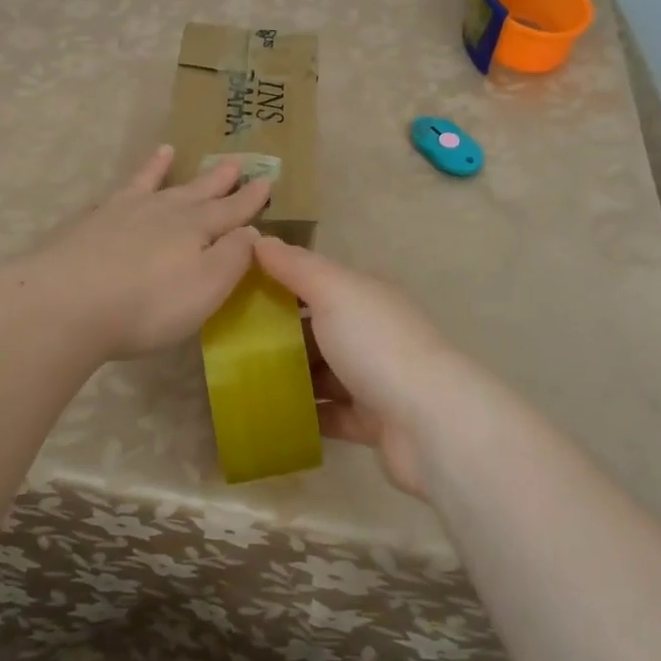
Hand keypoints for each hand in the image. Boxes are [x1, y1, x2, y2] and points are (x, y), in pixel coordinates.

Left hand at [15, 145, 271, 358]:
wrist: (68, 303)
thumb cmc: (147, 305)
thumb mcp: (206, 287)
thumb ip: (233, 258)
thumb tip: (251, 231)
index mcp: (195, 229)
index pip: (231, 211)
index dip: (250, 199)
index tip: (267, 180)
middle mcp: (163, 212)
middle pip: (196, 192)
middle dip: (217, 180)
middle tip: (235, 161)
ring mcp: (123, 213)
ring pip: (152, 184)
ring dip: (163, 169)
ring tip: (170, 150)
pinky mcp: (91, 224)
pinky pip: (116, 195)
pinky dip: (122, 188)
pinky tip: (122, 187)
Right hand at [254, 237, 479, 497]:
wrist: (431, 422)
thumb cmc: (377, 344)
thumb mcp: (333, 291)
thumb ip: (295, 266)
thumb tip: (259, 238)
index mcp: (366, 295)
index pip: (317, 281)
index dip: (279, 283)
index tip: (235, 293)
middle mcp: (372, 332)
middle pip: (317, 328)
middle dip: (279, 334)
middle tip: (230, 342)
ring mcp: (375, 378)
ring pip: (323, 372)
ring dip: (290, 376)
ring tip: (240, 380)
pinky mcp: (372, 422)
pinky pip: (330, 414)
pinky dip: (305, 414)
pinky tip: (268, 415)